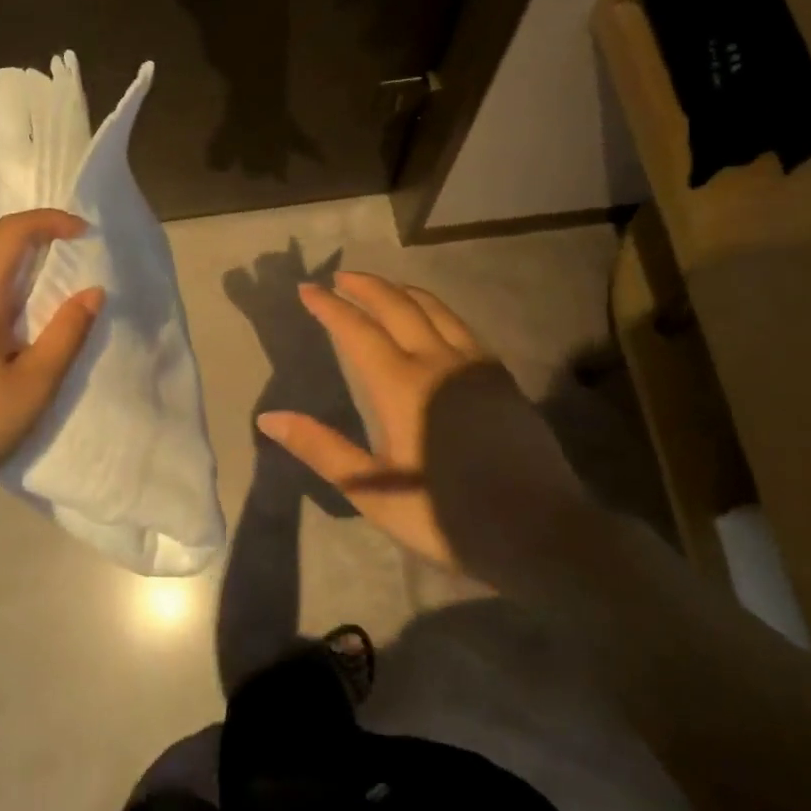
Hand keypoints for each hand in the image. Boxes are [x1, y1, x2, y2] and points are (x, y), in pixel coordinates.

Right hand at [258, 272, 592, 587]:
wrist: (540, 533)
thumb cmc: (447, 516)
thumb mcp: (374, 491)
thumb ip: (322, 449)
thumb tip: (269, 418)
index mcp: (403, 386)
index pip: (358, 330)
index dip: (330, 307)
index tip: (307, 289)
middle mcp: (439, 362)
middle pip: (398, 306)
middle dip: (365, 287)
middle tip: (339, 277)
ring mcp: (476, 366)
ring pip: (435, 309)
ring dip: (402, 292)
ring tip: (381, 288)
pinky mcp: (500, 378)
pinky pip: (461, 326)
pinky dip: (435, 309)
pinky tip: (432, 320)